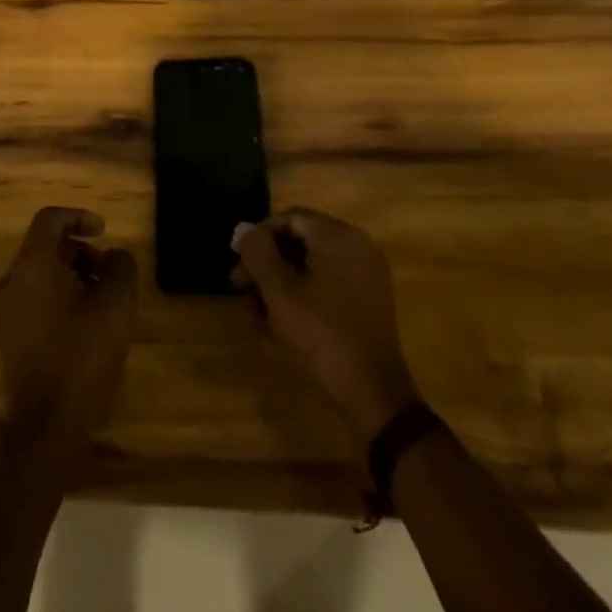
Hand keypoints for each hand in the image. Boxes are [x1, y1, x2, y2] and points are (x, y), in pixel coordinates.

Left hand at [0, 207, 138, 457]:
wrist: (46, 426)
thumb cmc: (82, 355)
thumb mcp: (116, 304)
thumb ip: (120, 266)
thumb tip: (115, 257)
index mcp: (32, 265)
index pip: (49, 220)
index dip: (78, 216)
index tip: (104, 230)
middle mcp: (11, 280)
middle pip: (45, 247)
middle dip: (80, 251)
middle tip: (109, 271)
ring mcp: (5, 310)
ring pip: (40, 274)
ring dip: (71, 274)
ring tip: (102, 299)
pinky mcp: (8, 336)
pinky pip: (33, 298)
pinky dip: (58, 296)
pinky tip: (84, 322)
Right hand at [233, 208, 419, 443]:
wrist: (374, 393)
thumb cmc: (322, 335)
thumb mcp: (280, 294)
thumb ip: (258, 254)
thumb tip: (241, 226)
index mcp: (337, 235)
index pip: (289, 219)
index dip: (258, 238)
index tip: (237, 264)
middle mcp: (357, 244)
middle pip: (301, 240)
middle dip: (268, 263)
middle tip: (241, 289)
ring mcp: (367, 272)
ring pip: (314, 265)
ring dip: (283, 282)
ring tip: (259, 313)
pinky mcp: (371, 299)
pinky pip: (331, 282)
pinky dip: (306, 294)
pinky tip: (285, 322)